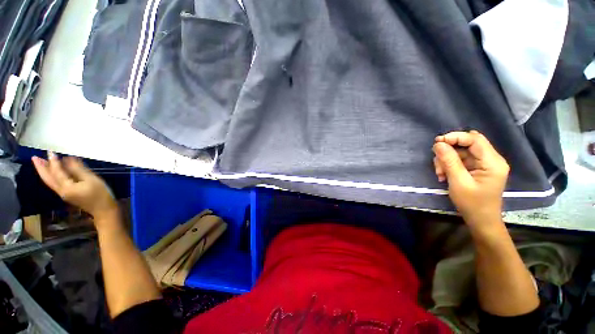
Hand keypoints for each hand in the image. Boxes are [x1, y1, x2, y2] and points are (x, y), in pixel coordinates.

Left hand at [32, 152, 118, 224]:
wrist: (103, 209)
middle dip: (41, 168)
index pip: (57, 172)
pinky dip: (51, 176)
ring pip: (50, 181)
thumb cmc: (100, 193)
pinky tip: (52, 172)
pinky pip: (54, 184)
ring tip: (40, 162)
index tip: (51, 151)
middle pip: (48, 179)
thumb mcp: (92, 180)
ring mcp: (63, 194)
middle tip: (34, 157)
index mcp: (67, 187)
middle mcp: (61, 191)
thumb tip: (68, 159)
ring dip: (44, 172)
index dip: (54, 162)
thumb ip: (78, 170)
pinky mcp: (67, 194)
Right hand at [432, 131, 509, 228]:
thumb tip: (438, 144)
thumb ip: (449, 161)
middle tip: (437, 162)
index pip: (474, 139)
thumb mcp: (458, 182)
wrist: (481, 220)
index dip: (455, 137)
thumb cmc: (472, 203)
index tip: (436, 142)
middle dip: (449, 150)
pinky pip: (461, 160)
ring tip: (440, 173)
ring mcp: (484, 164)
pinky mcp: (478, 169)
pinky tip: (444, 175)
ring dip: (447, 160)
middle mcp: (491, 159)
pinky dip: (449, 165)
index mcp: (492, 162)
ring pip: (461, 152)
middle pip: (467, 144)